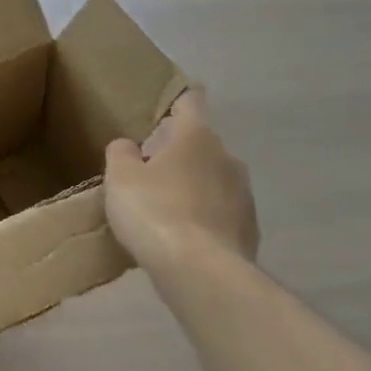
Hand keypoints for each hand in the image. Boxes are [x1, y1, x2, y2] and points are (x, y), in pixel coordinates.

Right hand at [104, 87, 258, 269]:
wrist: (201, 272)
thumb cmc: (155, 211)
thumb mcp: (120, 177)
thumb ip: (122, 153)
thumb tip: (130, 146)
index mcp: (196, 137)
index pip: (191, 101)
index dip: (179, 98)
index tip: (170, 101)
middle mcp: (227, 158)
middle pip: (201, 145)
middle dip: (179, 153)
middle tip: (149, 169)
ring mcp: (244, 195)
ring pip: (213, 180)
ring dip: (193, 187)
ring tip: (165, 208)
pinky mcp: (250, 230)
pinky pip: (221, 214)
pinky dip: (204, 218)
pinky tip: (183, 238)